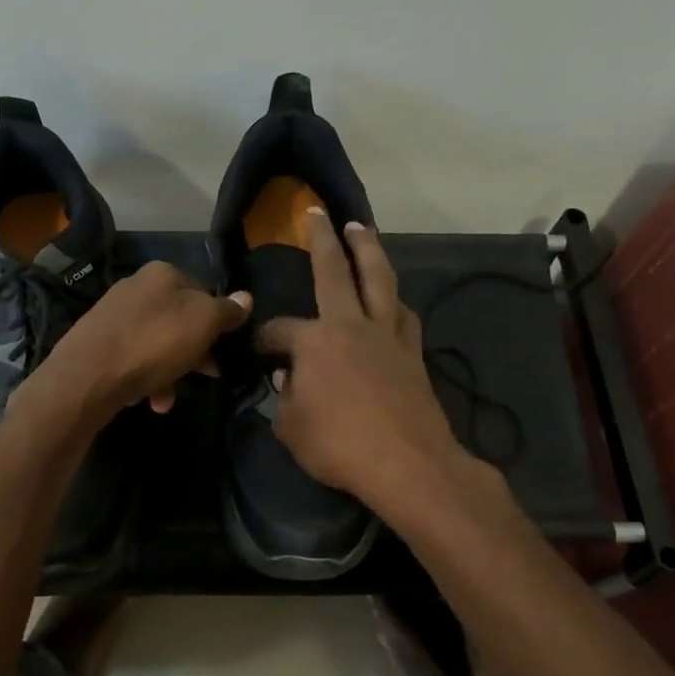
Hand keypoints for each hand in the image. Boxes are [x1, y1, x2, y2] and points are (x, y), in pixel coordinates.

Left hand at [29, 261, 250, 425]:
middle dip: (194, 352)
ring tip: (167, 399)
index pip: (204, 291)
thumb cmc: (153, 343)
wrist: (87, 376)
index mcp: (163, 273)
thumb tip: (246, 298)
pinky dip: (145, 377)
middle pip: (180, 320)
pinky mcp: (97, 342)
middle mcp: (136, 286)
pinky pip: (133, 358)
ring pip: (157, 343)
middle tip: (206, 377)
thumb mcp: (203, 323)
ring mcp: (113, 314)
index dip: (219, 322)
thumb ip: (226, 310)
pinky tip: (146, 398)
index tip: (225, 350)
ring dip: (170, 372)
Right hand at [258, 210, 469, 513]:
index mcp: (316, 341)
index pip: (279, 330)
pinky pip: (402, 314)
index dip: (265, 339)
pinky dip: (393, 299)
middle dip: (323, 238)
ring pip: (380, 279)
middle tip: (317, 212)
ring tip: (362, 231)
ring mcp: (389, 335)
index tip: (260, 354)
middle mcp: (352, 325)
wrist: (409, 463)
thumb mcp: (292, 428)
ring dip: (369, 251)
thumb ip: (284, 398)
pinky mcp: (414, 353)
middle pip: (336, 271)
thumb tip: (288, 378)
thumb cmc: (340, 446)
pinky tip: (391, 299)